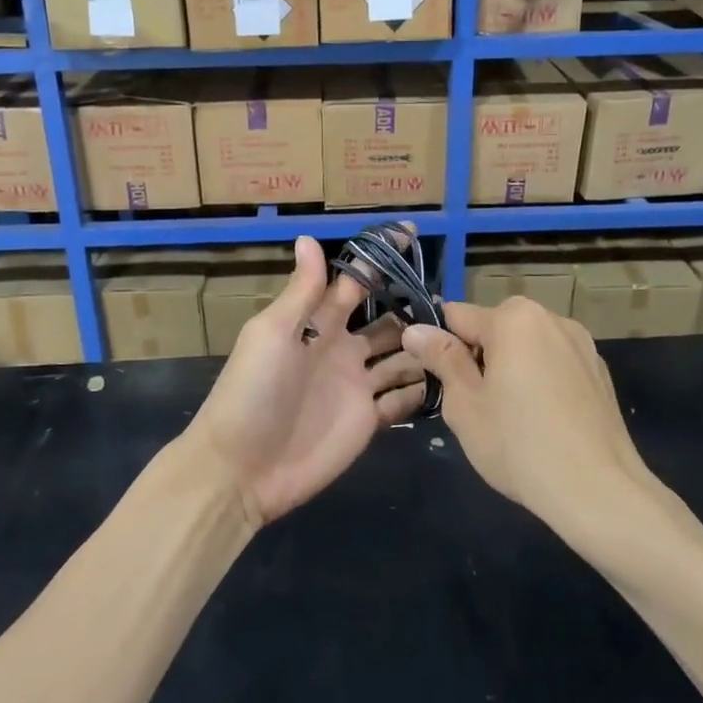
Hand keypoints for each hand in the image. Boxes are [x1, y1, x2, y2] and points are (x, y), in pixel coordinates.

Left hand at [185, 237, 428, 524]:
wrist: (243, 468)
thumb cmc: (253, 391)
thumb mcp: (273, 333)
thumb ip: (300, 291)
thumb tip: (309, 236)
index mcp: (316, 323)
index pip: (354, 283)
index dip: (379, 260)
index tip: (412, 234)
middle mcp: (341, 348)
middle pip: (387, 322)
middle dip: (413, 308)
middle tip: (450, 301)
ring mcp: (357, 385)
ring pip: (401, 357)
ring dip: (424, 346)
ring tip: (460, 337)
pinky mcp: (368, 421)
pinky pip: (402, 399)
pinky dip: (422, 389)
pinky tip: (451, 378)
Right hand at [402, 299, 654, 527]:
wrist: (599, 491)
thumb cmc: (519, 446)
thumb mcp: (465, 404)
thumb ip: (441, 358)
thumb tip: (415, 329)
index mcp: (513, 319)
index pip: (456, 316)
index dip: (438, 345)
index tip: (436, 380)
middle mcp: (551, 318)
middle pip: (494, 327)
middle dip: (478, 356)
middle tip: (474, 404)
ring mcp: (581, 343)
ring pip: (526, 346)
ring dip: (510, 366)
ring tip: (511, 416)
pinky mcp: (599, 371)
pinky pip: (554, 363)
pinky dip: (540, 380)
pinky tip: (544, 421)